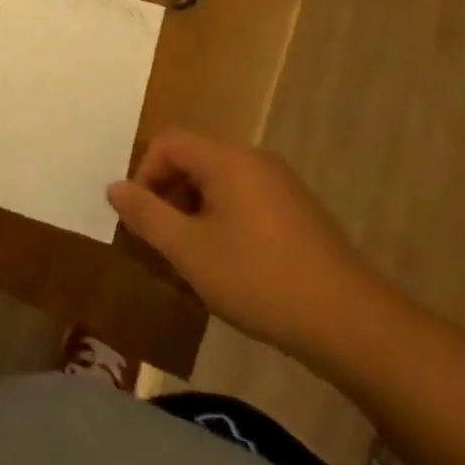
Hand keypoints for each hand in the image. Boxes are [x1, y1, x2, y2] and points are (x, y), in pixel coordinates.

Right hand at [107, 132, 388, 369]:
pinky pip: (245, 199)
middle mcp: (254, 159)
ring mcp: (281, 184)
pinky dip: (223, 220)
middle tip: (161, 241)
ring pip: (219, 182)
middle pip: (194, 159)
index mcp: (227, 158)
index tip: (140, 219)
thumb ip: (146, 215)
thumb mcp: (189, 251)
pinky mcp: (298, 211)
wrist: (350, 321)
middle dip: (168, 195)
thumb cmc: (259, 279)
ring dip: (194, 211)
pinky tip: (228, 264)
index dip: (144, 174)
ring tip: (191, 258)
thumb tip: (114, 187)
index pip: (169, 142)